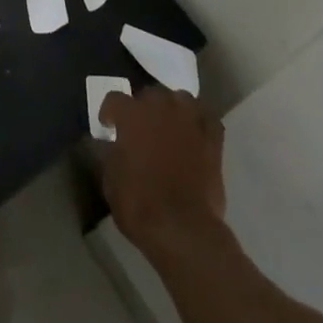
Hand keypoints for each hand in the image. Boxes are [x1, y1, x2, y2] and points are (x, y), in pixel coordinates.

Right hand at [99, 87, 227, 263]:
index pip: (115, 99)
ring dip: (173, 110)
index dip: (110, 112)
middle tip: (141, 129)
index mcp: (131, 114)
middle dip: (144, 108)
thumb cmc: (139, 203)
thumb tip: (117, 145)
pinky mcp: (213, 138)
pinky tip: (195, 134)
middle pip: (150, 94)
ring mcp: (190, 120)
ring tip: (170, 127)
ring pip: (181, 99)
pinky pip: (207, 119)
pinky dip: (200, 123)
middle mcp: (161, 107)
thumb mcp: (111, 178)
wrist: (182, 228)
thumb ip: (113, 152)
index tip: (108, 126)